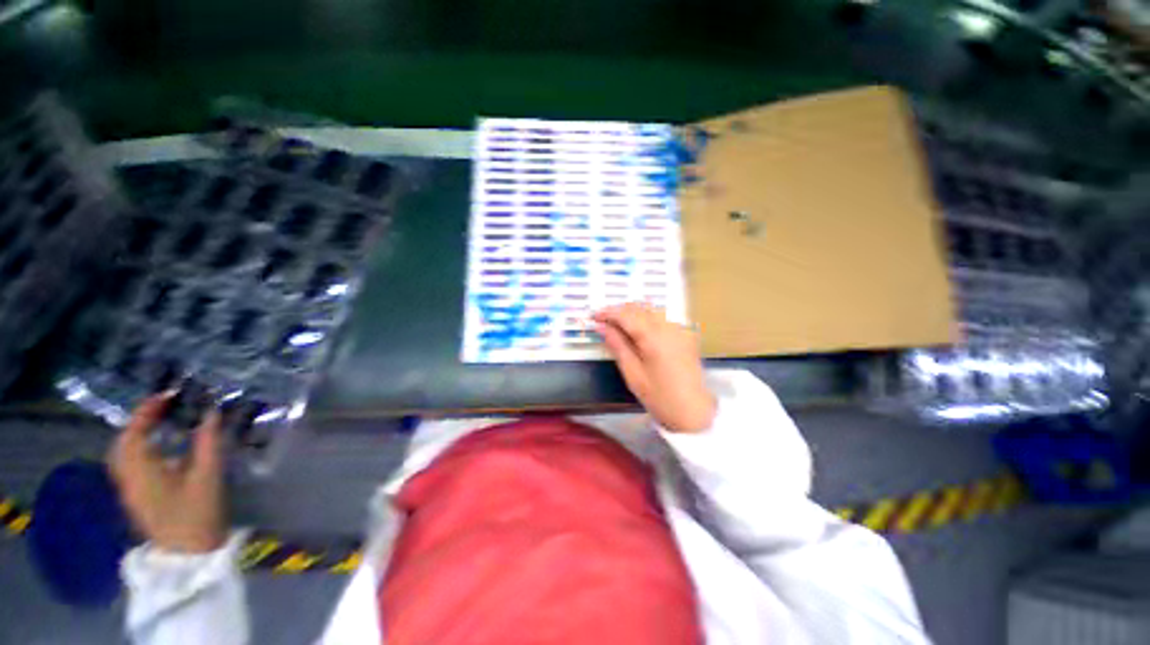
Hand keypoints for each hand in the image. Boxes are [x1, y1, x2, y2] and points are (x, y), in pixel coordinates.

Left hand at [108, 394, 225, 553]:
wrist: (190, 554)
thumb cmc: (198, 514)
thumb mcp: (208, 476)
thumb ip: (208, 442)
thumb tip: (211, 413)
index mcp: (141, 471)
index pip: (135, 432)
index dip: (148, 410)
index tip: (169, 394)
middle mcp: (127, 477)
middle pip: (123, 442)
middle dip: (140, 420)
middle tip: (164, 406)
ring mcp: (129, 490)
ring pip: (123, 454)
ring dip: (138, 434)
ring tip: (161, 422)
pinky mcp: (137, 497)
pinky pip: (130, 464)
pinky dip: (140, 448)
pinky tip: (159, 447)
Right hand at [593, 303, 716, 432]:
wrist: (693, 411)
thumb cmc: (659, 397)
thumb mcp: (632, 373)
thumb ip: (617, 345)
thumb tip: (602, 327)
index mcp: (653, 337)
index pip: (626, 315)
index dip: (608, 313)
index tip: (594, 316)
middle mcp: (668, 327)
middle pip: (639, 308)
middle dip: (619, 311)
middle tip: (604, 322)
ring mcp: (679, 329)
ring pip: (651, 310)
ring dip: (633, 313)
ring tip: (618, 325)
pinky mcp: (684, 335)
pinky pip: (662, 318)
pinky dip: (647, 318)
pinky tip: (639, 330)